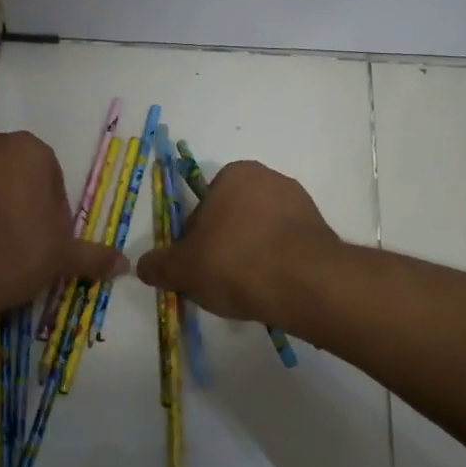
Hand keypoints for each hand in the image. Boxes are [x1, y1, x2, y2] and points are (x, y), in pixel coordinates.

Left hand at [0, 131, 124, 318]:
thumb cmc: (13, 251)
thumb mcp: (60, 257)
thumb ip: (92, 257)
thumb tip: (125, 265)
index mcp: (30, 149)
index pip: (54, 181)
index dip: (54, 217)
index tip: (46, 246)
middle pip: (18, 179)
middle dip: (23, 210)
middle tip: (22, 250)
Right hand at [135, 160, 342, 326]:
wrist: (304, 283)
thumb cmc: (235, 262)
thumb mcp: (182, 269)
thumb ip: (159, 266)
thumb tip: (144, 266)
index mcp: (234, 174)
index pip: (202, 209)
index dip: (193, 242)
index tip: (196, 268)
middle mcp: (269, 179)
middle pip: (232, 220)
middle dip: (224, 248)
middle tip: (218, 282)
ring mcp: (300, 204)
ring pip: (260, 235)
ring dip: (251, 258)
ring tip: (246, 292)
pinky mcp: (321, 231)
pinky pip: (286, 248)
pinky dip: (276, 265)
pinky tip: (271, 290)